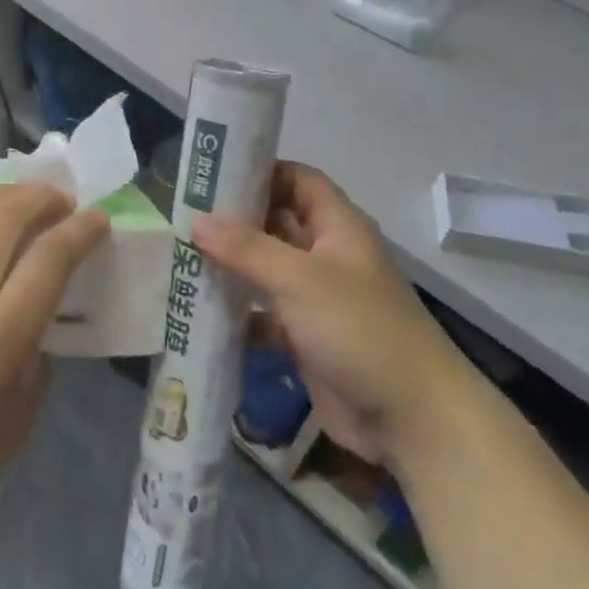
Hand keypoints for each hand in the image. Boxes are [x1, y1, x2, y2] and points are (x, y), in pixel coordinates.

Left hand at [0, 184, 108, 536]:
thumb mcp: (18, 421)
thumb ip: (36, 361)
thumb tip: (36, 326)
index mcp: (1, 332)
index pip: (52, 255)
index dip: (82, 229)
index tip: (98, 220)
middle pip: (6, 215)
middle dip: (42, 196)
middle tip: (61, 201)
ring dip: (1, 197)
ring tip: (21, 202)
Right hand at [191, 163, 466, 469]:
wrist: (408, 416)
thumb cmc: (359, 329)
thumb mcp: (300, 279)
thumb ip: (247, 248)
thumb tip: (197, 221)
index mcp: (337, 227)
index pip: (298, 180)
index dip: (260, 172)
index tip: (212, 175)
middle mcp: (326, 256)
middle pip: (276, 224)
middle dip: (234, 221)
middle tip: (182, 217)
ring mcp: (316, 299)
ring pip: (266, 272)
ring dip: (230, 268)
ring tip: (180, 259)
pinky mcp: (305, 338)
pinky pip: (264, 316)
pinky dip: (237, 315)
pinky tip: (198, 314)